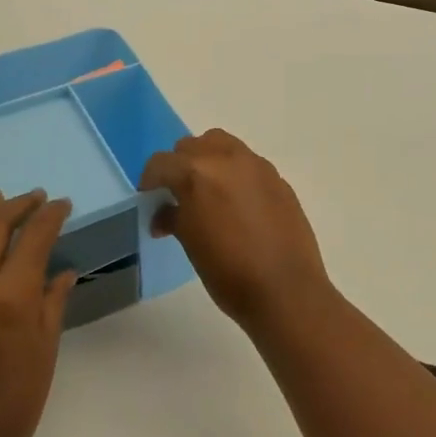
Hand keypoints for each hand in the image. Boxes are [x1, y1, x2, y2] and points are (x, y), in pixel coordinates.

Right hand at [139, 129, 331, 330]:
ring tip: (209, 193)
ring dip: (209, 161)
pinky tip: (239, 205)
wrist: (285, 290)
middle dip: (180, 166)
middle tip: (178, 195)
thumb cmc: (229, 272)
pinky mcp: (279, 179)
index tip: (150, 199)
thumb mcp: (191, 244)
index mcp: (197, 173)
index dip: (150, 181)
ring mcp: (257, 166)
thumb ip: (174, 218)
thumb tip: (164, 215)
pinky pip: (248, 164)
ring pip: (223, 146)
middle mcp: (227, 159)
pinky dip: (235, 174)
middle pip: (192, 146)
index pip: (161, 163)